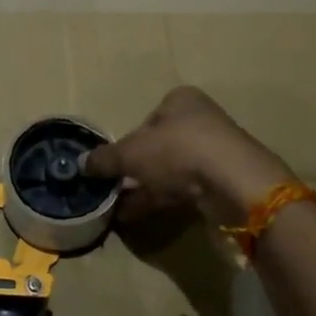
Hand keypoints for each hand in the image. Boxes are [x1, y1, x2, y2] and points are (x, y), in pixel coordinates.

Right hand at [85, 85, 295, 212]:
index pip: (146, 120)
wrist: (235, 183)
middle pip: (158, 146)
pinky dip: (162, 199)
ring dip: (145, 188)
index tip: (115, 165)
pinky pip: (186, 188)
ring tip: (120, 210)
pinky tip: (140, 215)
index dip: (128, 143)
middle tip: (114, 189)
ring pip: (171, 170)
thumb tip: (81, 164)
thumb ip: (105, 159)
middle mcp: (200, 120)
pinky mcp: (224, 180)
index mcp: (180, 100)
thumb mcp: (131, 153)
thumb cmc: (178, 151)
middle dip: (135, 170)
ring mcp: (215, 151)